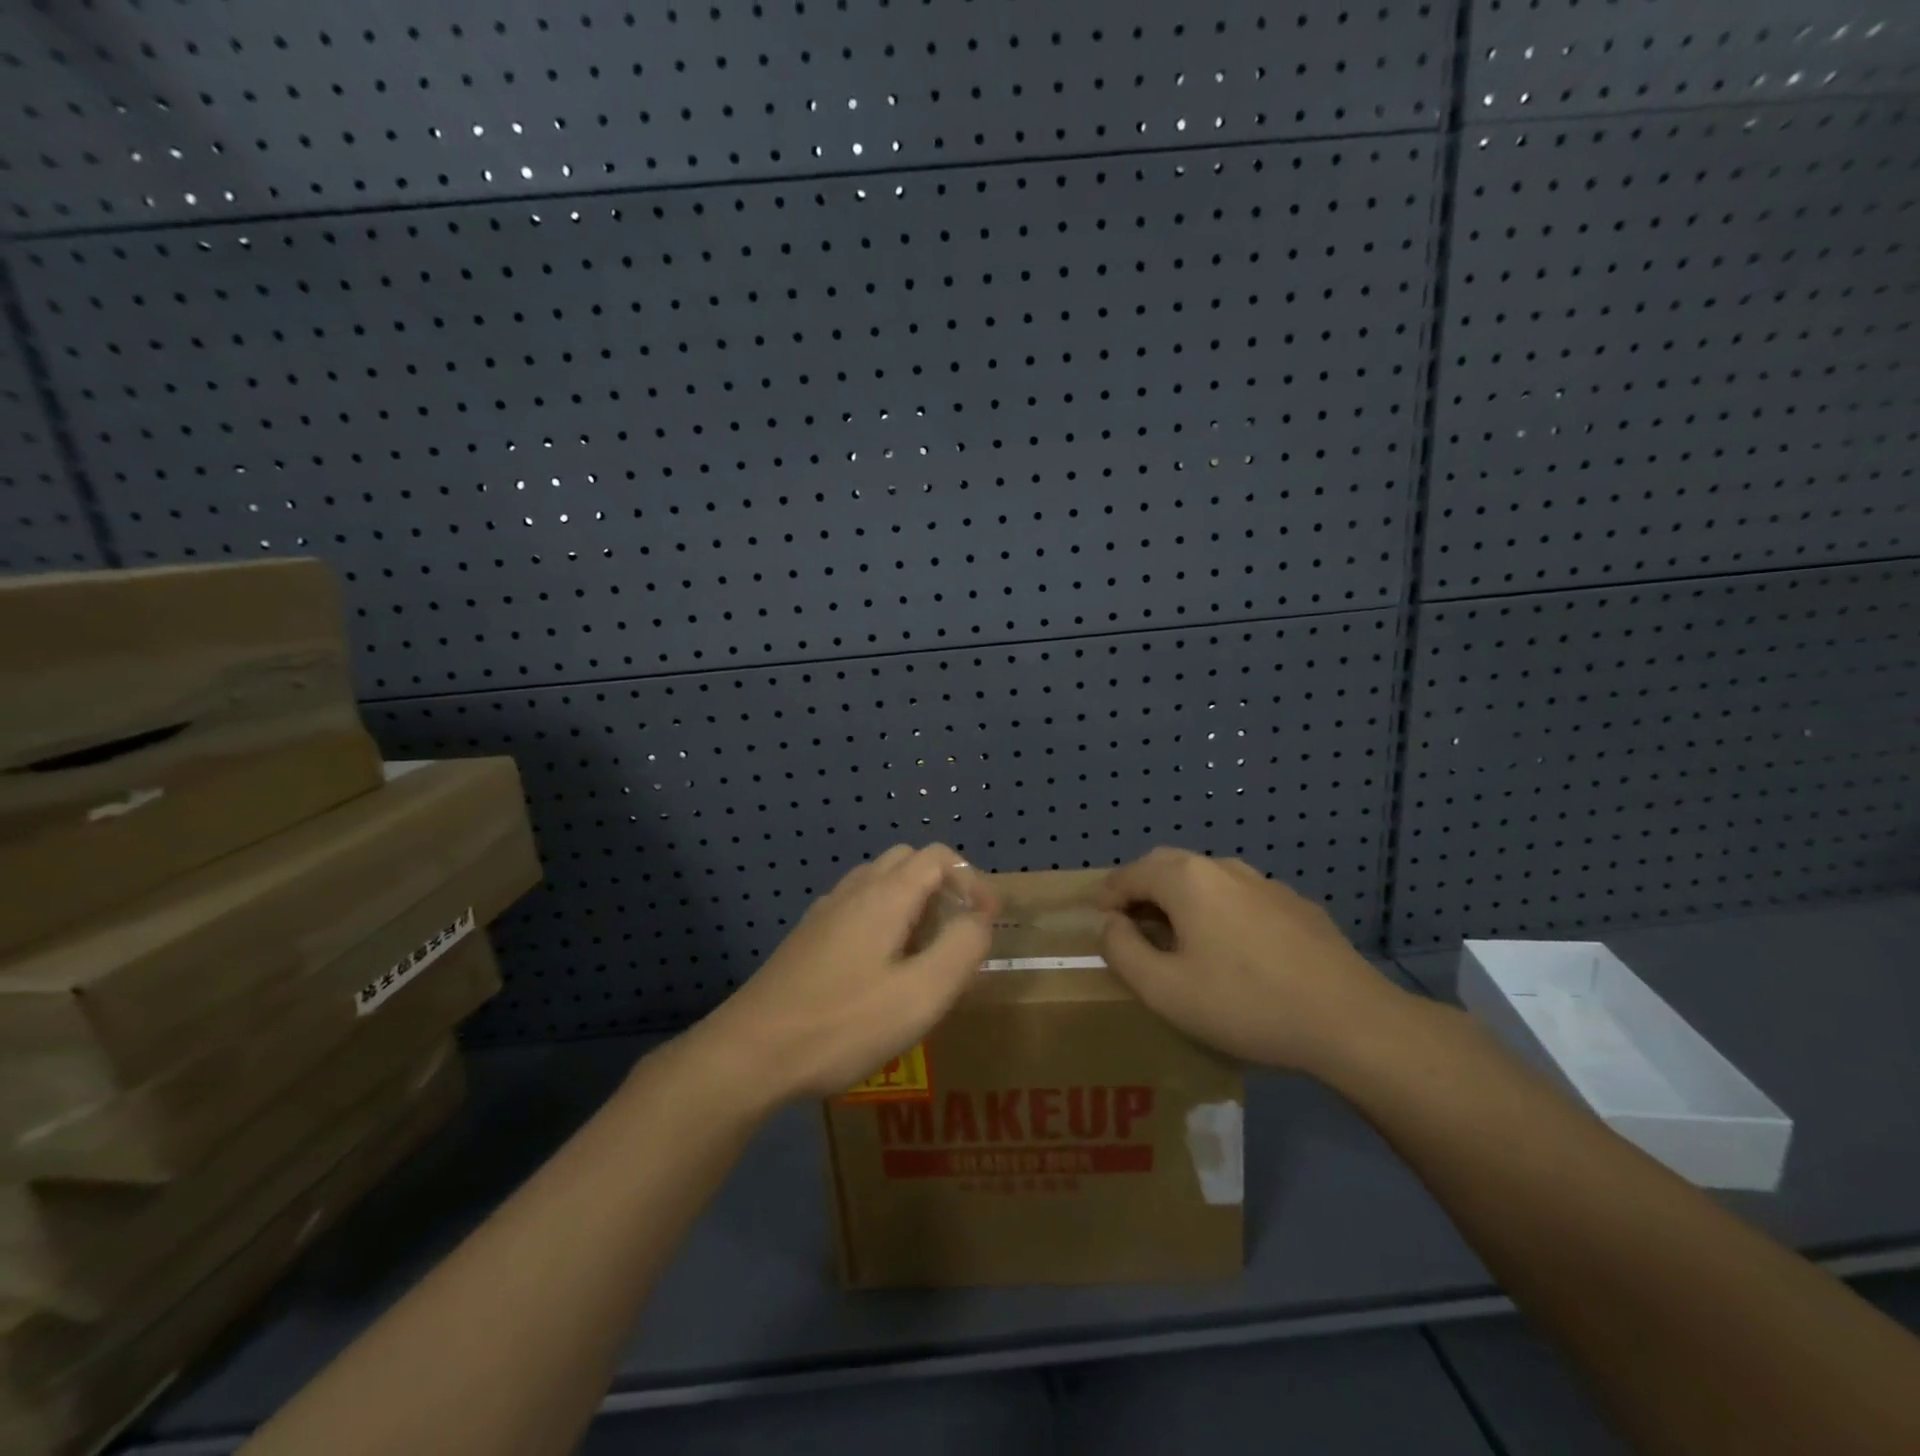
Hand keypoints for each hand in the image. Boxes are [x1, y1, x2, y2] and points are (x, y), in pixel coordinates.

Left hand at [692, 844, 996, 1104]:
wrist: (751, 1052)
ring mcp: (825, 912)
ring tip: (925, 950)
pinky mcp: (808, 937)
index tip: (987, 921)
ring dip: (913, 901)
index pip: (939, 857)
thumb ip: (961, 949)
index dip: (972, 880)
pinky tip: (882, 966)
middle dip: (944, 886)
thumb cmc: (844, 1023)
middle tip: (958, 931)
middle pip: (908, 861)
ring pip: (880, 882)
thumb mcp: (921, 994)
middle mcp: (854, 890)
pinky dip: (885, 917)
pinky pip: (857, 906)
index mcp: (885, 895)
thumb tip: (979, 919)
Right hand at [1098, 849, 1404, 1075]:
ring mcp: (1264, 883)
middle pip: (1167, 865)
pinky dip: (1218, 910)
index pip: (1129, 874)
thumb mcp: (1164, 990)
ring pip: (1207, 879)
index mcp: (1186, 879)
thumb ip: (1122, 951)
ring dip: (1180, 897)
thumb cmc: (1245, 1004)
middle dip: (1141, 888)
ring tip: (1177, 935)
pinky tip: (1232, 948)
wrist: (1350, 1021)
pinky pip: (1241, 897)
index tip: (1098, 920)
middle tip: (1129, 922)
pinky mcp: (1296, 905)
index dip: (1107, 896)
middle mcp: (1223, 868)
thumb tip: (1109, 924)